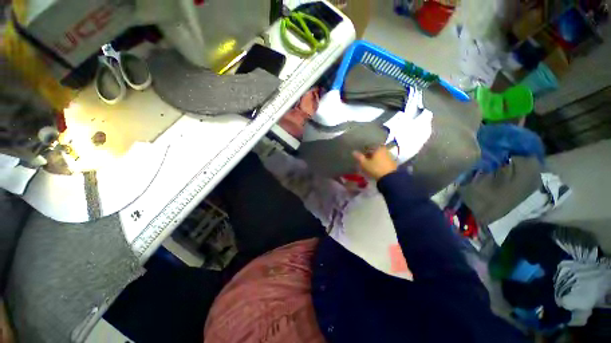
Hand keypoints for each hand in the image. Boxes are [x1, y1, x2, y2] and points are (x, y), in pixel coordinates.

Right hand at [352, 147, 396, 180]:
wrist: (389, 178)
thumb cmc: (375, 168)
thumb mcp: (365, 163)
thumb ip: (359, 157)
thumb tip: (353, 152)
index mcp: (379, 148)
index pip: (370, 147)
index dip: (365, 150)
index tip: (362, 155)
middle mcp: (385, 150)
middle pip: (376, 151)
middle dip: (371, 155)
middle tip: (365, 160)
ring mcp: (390, 156)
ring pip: (380, 156)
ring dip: (376, 159)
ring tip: (371, 164)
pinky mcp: (393, 163)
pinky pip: (384, 161)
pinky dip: (380, 163)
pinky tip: (377, 167)